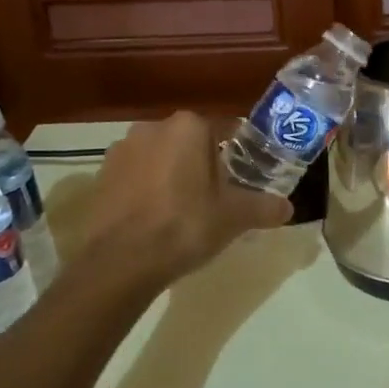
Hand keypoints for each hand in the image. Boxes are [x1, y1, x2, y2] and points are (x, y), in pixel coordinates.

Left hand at [80, 113, 292, 285]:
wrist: (120, 261)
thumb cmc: (185, 225)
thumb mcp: (235, 217)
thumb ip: (264, 207)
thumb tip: (288, 208)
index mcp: (189, 126)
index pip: (226, 128)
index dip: (241, 151)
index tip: (248, 174)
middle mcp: (152, 127)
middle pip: (191, 142)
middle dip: (205, 163)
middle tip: (221, 195)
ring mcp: (121, 151)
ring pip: (161, 158)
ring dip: (174, 175)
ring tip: (187, 209)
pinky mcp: (101, 176)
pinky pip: (137, 177)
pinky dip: (149, 190)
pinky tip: (158, 218)